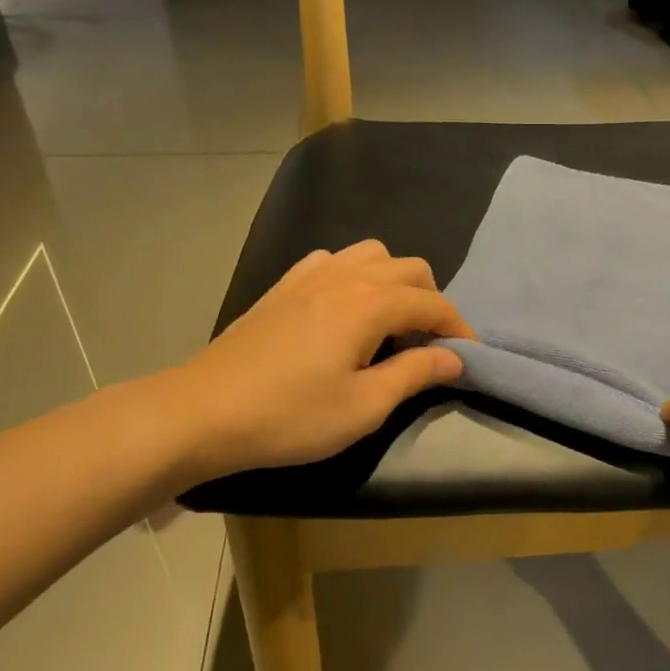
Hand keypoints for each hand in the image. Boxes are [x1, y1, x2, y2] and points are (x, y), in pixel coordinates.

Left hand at [152, 240, 473, 479]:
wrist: (202, 412)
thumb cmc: (290, 416)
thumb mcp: (364, 406)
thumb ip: (415, 374)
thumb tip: (455, 357)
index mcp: (369, 303)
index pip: (433, 302)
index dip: (458, 328)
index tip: (467, 357)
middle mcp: (345, 275)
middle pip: (409, 268)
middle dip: (431, 300)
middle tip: (429, 343)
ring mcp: (309, 275)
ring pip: (372, 254)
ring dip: (394, 281)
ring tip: (390, 322)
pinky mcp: (283, 286)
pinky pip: (333, 260)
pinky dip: (354, 275)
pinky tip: (343, 309)